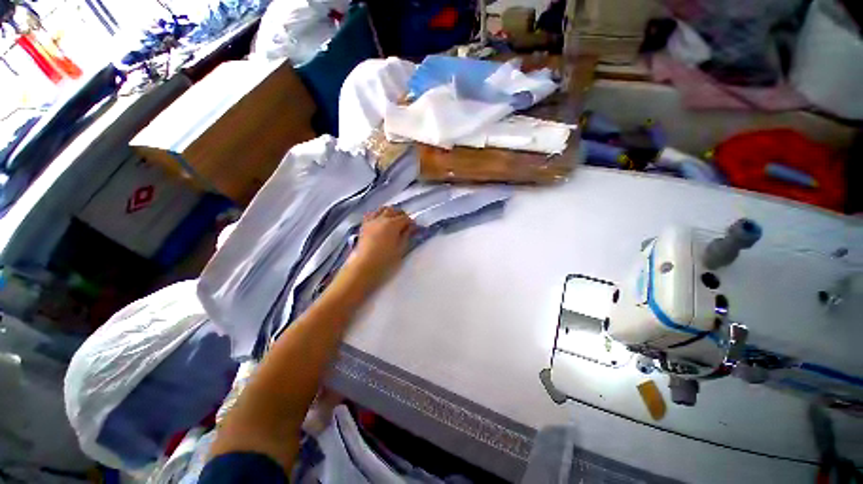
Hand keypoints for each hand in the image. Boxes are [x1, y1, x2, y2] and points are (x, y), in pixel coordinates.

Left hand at [346, 206, 414, 290]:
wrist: (365, 265)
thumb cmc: (385, 259)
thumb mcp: (401, 248)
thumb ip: (407, 235)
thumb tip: (411, 228)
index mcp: (393, 224)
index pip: (405, 218)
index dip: (411, 222)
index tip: (414, 227)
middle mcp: (382, 218)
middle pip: (394, 210)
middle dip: (401, 215)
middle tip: (405, 223)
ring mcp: (371, 221)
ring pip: (382, 209)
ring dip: (389, 212)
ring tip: (393, 219)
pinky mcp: (364, 225)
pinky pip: (371, 214)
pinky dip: (377, 214)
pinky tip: (379, 220)